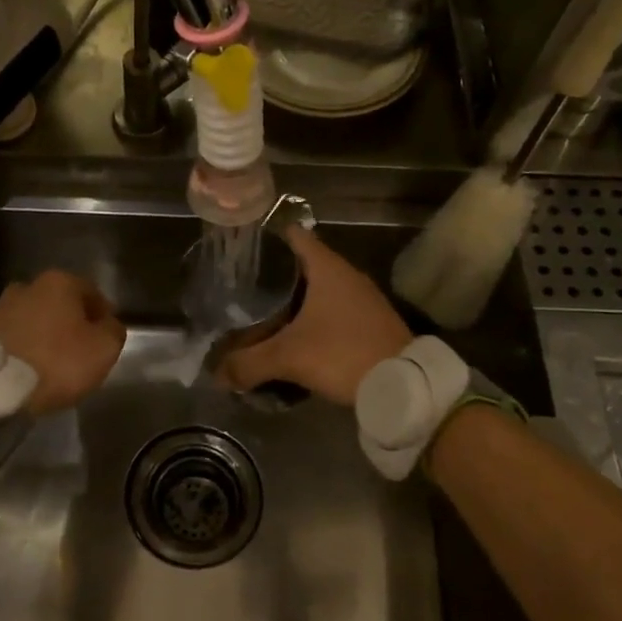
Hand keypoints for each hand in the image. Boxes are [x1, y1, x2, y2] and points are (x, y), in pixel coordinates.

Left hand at [0, 270, 126, 415]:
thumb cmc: (56, 362)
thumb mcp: (103, 350)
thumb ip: (112, 331)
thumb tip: (108, 325)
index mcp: (59, 283)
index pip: (91, 292)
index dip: (102, 314)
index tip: (106, 335)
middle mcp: (25, 287)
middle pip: (56, 303)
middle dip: (67, 322)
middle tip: (77, 349)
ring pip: (29, 319)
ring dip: (40, 334)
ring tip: (46, 362)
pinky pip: (8, 338)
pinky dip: (18, 348)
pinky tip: (23, 369)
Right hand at [219, 228, 413, 406]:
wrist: (403, 384)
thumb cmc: (343, 354)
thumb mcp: (289, 358)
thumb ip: (249, 363)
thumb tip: (217, 375)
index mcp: (327, 268)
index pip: (293, 235)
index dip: (267, 238)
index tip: (243, 248)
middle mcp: (347, 275)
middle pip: (303, 264)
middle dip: (274, 275)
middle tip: (244, 289)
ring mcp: (363, 298)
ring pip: (319, 289)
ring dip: (295, 300)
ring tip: (264, 314)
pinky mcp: (371, 321)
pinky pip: (334, 310)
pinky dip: (314, 318)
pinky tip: (297, 336)